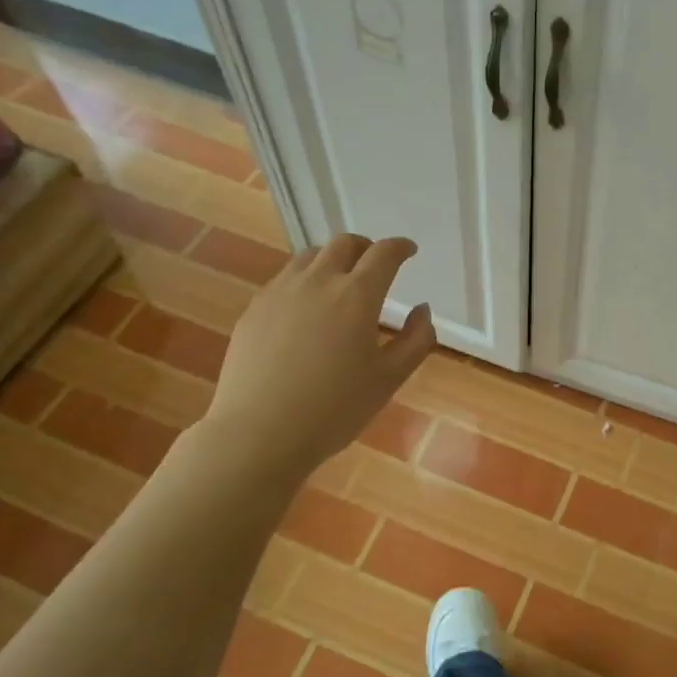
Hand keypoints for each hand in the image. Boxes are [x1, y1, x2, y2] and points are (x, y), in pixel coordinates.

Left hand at [201, 234, 435, 481]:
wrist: (259, 433)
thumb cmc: (335, 409)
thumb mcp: (389, 379)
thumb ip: (415, 340)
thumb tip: (422, 310)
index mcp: (357, 295)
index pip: (383, 254)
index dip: (400, 247)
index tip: (409, 250)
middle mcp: (318, 281)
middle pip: (344, 243)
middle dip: (365, 248)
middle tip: (375, 266)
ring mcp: (280, 292)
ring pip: (309, 256)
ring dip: (332, 260)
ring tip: (339, 283)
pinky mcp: (254, 309)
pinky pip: (284, 279)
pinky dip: (304, 280)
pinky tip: (305, 308)